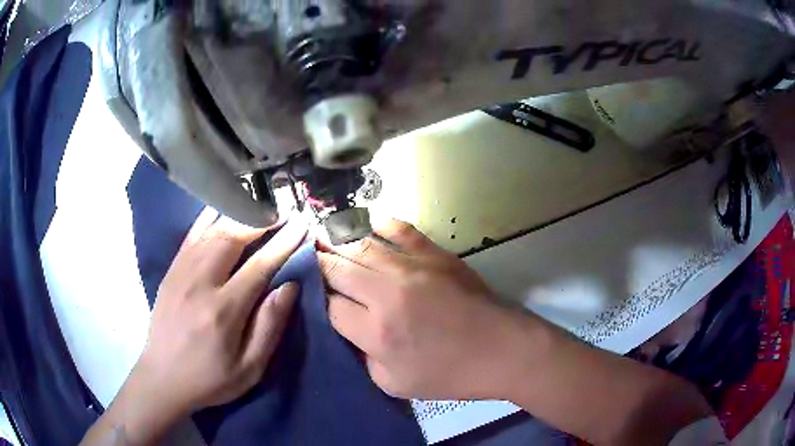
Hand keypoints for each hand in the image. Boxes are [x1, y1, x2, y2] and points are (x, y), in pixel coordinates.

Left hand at [81, 209, 307, 445]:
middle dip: (261, 220)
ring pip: (211, 230)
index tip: (301, 223)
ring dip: (238, 215)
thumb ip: (270, 327)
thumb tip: (290, 286)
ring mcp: (181, 273)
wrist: (162, 378)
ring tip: (260, 208)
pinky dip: (209, 217)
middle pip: (232, 237)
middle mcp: (200, 283)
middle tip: (283, 211)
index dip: (283, 242)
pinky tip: (222, 209)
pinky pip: (191, 235)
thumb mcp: (250, 368)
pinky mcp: (171, 270)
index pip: (259, 266)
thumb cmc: (210, 379)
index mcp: (223, 311)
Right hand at [318, 219, 525, 400]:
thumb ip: (362, 356)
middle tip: (306, 256)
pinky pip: (401, 230)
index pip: (330, 306)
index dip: (320, 301)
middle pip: (338, 269)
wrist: (501, 350)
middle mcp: (386, 294)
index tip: (318, 297)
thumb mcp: (394, 384)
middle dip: (319, 264)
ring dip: (337, 240)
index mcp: (375, 332)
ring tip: (321, 235)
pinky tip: (365, 221)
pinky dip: (379, 223)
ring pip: (361, 245)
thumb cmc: (450, 375)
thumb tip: (348, 327)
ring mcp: (412, 269)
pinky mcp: (435, 255)